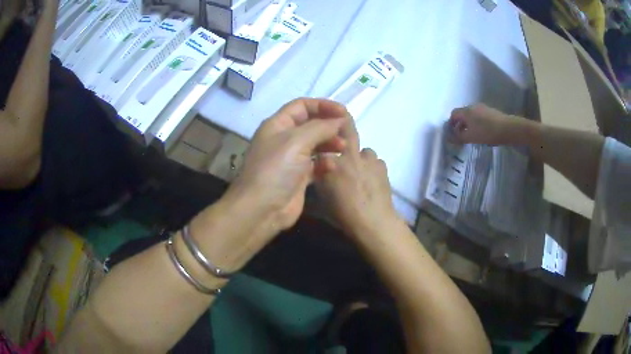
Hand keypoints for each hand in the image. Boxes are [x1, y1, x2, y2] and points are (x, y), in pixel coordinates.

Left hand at [228, 98, 347, 231]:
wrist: (262, 209)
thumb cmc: (276, 169)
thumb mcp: (296, 141)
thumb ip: (320, 127)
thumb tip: (339, 120)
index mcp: (278, 125)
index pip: (302, 106)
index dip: (323, 105)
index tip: (343, 112)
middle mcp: (284, 139)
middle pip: (310, 124)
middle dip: (329, 125)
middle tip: (347, 132)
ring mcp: (291, 159)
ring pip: (315, 144)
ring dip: (330, 144)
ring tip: (343, 149)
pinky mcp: (298, 177)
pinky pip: (316, 164)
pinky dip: (325, 163)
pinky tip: (333, 166)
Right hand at [315, 118, 400, 239]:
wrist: (373, 221)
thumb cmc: (343, 214)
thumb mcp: (321, 200)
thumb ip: (319, 182)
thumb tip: (319, 174)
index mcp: (331, 163)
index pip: (324, 144)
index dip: (324, 141)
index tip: (322, 144)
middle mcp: (349, 156)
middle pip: (348, 129)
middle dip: (345, 120)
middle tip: (343, 120)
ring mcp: (368, 159)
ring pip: (365, 150)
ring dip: (361, 157)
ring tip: (361, 171)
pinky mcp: (382, 166)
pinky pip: (375, 161)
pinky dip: (372, 167)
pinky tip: (372, 180)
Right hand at [449, 104, 513, 144]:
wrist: (507, 128)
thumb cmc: (486, 132)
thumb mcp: (470, 137)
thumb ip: (459, 137)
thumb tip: (450, 137)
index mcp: (466, 111)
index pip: (453, 114)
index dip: (451, 123)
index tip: (452, 133)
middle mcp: (472, 106)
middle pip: (462, 114)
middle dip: (460, 124)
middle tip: (461, 135)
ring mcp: (482, 108)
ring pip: (471, 115)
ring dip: (469, 124)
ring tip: (472, 135)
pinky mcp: (490, 111)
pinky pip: (479, 116)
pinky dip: (477, 123)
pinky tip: (482, 132)